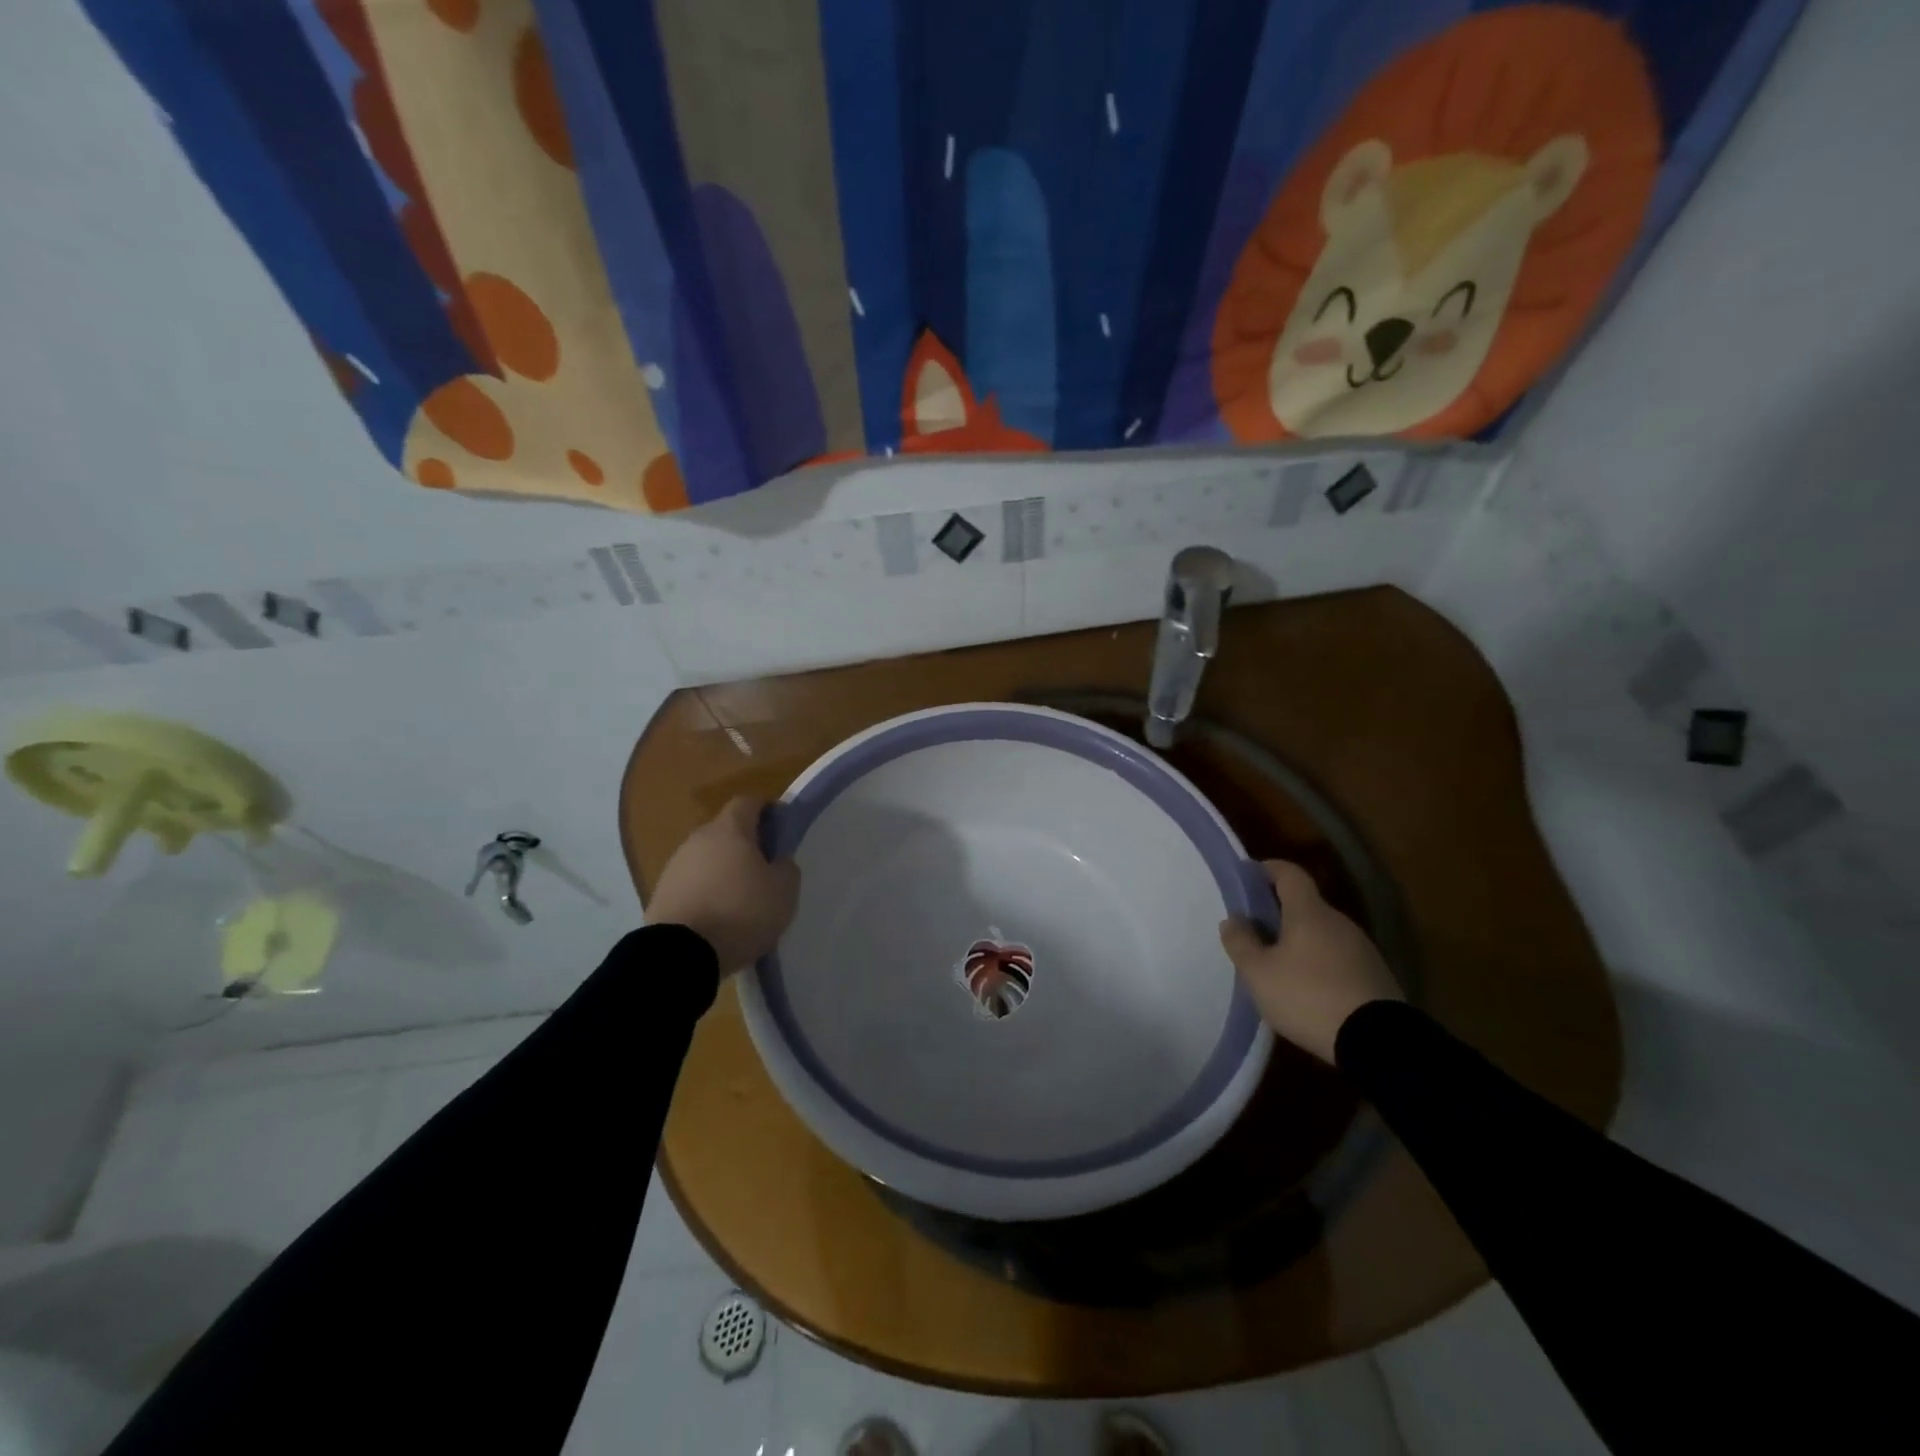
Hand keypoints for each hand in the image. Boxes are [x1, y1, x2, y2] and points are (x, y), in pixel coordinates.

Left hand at [646, 796, 799, 974]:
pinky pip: (692, 883)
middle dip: (746, 844)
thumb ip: (786, 868)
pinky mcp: (661, 894)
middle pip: (726, 831)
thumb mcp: (783, 891)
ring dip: (724, 870)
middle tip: (766, 869)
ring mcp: (675, 866)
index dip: (768, 810)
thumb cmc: (740, 912)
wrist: (680, 954)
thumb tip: (778, 860)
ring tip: (742, 899)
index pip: (748, 802)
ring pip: (707, 858)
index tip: (782, 828)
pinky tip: (719, 916)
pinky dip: (707, 892)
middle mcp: (698, 839)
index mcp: (729, 830)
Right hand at [1219, 860, 1401, 1063]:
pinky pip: (1340, 958)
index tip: (1248, 875)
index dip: (1268, 869)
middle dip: (1280, 912)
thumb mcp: (1259, 973)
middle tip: (1256, 930)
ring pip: (1324, 933)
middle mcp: (1339, 922)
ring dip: (1301, 940)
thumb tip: (1232, 919)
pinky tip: (1310, 989)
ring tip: (1280, 964)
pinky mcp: (1377, 977)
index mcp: (1309, 912)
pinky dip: (1321, 963)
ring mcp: (1363, 949)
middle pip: (1306, 905)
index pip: (1290, 874)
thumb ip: (1241, 943)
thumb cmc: (1309, 996)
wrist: (1379, 1042)